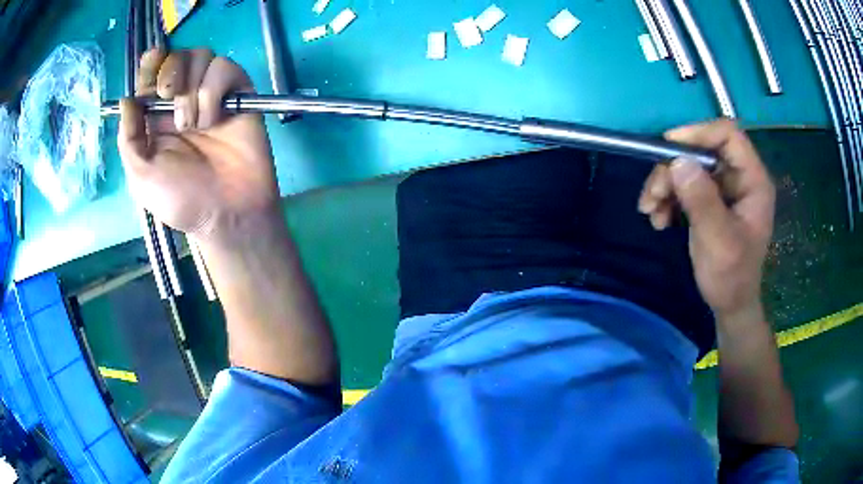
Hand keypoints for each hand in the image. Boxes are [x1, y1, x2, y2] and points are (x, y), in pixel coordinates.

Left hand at [118, 48, 279, 241]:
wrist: (227, 213)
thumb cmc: (181, 198)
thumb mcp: (141, 175)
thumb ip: (129, 137)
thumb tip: (126, 98)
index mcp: (156, 117)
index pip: (151, 74)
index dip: (150, 65)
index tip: (149, 71)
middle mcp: (182, 100)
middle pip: (177, 56)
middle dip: (171, 70)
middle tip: (169, 96)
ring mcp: (211, 95)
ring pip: (202, 56)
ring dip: (191, 88)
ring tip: (193, 124)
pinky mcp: (237, 93)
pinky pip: (224, 68)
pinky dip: (214, 91)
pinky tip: (215, 119)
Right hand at [638, 119, 774, 318]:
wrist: (729, 305)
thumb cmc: (731, 277)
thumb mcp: (718, 241)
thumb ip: (702, 201)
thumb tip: (678, 161)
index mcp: (753, 181)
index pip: (729, 135)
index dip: (699, 133)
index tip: (668, 148)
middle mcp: (739, 177)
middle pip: (702, 151)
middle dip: (673, 169)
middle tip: (652, 195)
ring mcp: (724, 188)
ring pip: (688, 167)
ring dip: (665, 185)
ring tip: (650, 211)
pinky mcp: (710, 199)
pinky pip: (684, 184)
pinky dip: (668, 198)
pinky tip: (659, 218)